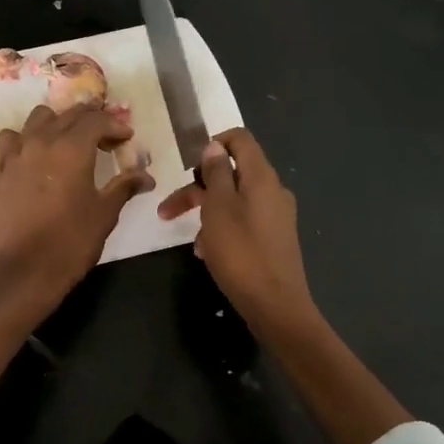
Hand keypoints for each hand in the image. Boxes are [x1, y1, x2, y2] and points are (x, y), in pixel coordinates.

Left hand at [0, 103, 154, 310]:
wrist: (25, 270)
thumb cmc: (71, 241)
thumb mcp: (105, 213)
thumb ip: (124, 187)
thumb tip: (146, 177)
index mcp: (73, 148)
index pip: (97, 120)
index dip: (115, 125)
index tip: (127, 138)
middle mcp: (43, 141)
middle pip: (69, 114)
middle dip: (91, 120)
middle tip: (106, 137)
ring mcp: (17, 153)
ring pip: (38, 118)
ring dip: (58, 122)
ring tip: (69, 141)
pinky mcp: (0, 170)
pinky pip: (11, 139)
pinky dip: (26, 138)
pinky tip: (34, 154)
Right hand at [157, 128, 313, 331]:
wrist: (275, 305)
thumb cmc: (241, 253)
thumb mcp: (218, 208)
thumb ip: (215, 174)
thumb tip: (215, 148)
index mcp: (262, 177)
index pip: (240, 139)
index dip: (213, 143)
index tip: (188, 165)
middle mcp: (273, 191)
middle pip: (232, 174)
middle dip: (197, 188)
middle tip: (167, 209)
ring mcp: (276, 216)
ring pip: (234, 201)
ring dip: (207, 214)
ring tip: (192, 241)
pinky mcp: (274, 239)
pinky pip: (243, 223)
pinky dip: (222, 231)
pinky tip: (208, 253)